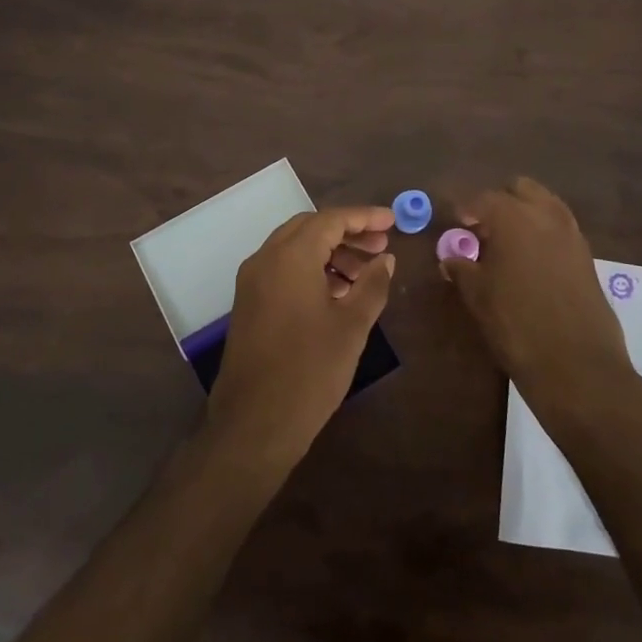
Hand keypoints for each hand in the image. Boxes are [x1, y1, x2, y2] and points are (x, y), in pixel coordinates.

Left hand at [208, 206, 396, 464]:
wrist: (254, 424)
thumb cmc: (309, 371)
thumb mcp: (352, 327)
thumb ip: (372, 285)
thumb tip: (386, 260)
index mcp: (290, 257)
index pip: (330, 220)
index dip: (364, 217)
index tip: (393, 221)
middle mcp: (265, 259)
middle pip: (310, 229)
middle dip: (347, 233)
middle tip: (381, 246)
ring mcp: (252, 282)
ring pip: (294, 248)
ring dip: (330, 252)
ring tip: (365, 273)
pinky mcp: (248, 303)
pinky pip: (282, 269)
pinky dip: (311, 269)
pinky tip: (337, 292)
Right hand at [441, 177, 635, 420]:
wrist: (577, 365)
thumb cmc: (516, 325)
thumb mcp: (478, 296)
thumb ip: (462, 269)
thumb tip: (451, 257)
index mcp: (514, 217)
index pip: (483, 199)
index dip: (466, 209)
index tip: (455, 223)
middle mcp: (546, 215)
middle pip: (520, 189)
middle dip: (500, 202)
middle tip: (482, 229)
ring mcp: (572, 234)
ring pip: (545, 204)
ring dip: (525, 214)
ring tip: (507, 245)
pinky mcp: (587, 256)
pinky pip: (561, 228)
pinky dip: (543, 233)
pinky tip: (531, 261)